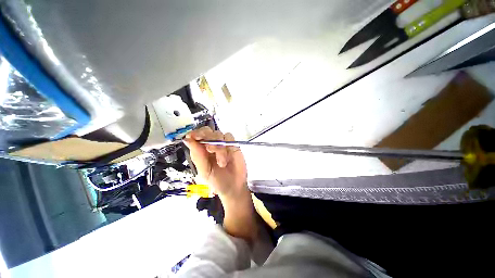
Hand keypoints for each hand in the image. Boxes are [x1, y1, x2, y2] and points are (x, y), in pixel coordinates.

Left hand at [183, 126, 247, 200]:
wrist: (234, 186)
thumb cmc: (217, 181)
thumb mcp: (204, 172)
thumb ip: (197, 156)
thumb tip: (187, 139)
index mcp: (200, 151)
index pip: (196, 136)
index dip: (195, 133)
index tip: (195, 137)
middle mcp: (210, 145)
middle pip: (207, 131)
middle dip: (207, 137)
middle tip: (209, 149)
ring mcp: (222, 144)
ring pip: (218, 134)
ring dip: (219, 147)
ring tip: (221, 163)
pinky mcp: (233, 145)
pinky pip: (229, 137)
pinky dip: (228, 144)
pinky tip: (228, 157)